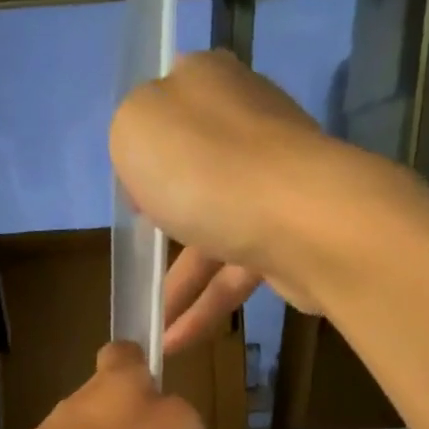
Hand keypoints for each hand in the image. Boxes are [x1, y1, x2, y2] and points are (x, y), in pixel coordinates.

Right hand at [112, 50, 414, 354]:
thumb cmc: (204, 167)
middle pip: (191, 173)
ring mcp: (271, 183)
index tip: (129, 195)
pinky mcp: (287, 235)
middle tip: (137, 260)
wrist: (299, 219)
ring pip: (210, 235)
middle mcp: (245, 124)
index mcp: (208, 84)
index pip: (168, 107)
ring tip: (148, 331)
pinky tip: (173, 344)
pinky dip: (202, 310)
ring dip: (176, 289)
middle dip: (160, 223)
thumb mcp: (135, 128)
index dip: (143, 152)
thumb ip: (129, 132)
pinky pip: (232, 274)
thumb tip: (151, 161)